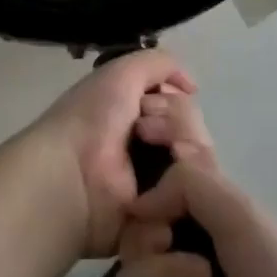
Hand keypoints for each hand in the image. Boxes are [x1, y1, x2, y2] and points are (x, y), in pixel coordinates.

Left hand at [15, 49, 197, 257]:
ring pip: (203, 159)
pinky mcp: (169, 213)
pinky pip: (200, 193)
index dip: (174, 100)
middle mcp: (151, 149)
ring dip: (184, 145)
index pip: (183, 106)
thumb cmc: (90, 119)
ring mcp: (161, 183)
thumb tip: (191, 85)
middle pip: (196, 130)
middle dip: (178, 122)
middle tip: (144, 130)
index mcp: (137, 117)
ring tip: (162, 153)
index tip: (151, 103)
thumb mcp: (121, 74)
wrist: (73, 174)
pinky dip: (190, 179)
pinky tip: (170, 179)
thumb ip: (159, 64)